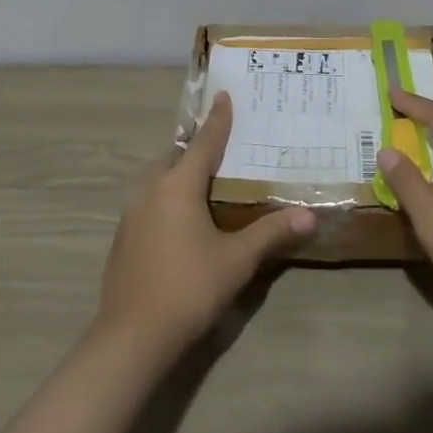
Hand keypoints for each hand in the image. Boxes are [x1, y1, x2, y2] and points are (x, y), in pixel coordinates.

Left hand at [96, 92, 314, 353]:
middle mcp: (151, 190)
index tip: (223, 95)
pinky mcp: (123, 237)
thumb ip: (271, 233)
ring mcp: (132, 213)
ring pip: (159, 179)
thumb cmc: (188, 287)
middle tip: (223, 144)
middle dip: (197, 147)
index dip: (217, 119)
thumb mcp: (236, 259)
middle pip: (176, 156)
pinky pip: (150, 201)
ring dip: (180, 173)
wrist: (131, 337)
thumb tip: (309, 215)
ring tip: (205, 180)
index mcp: (178, 185)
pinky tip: (182, 218)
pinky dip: (168, 196)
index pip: (204, 142)